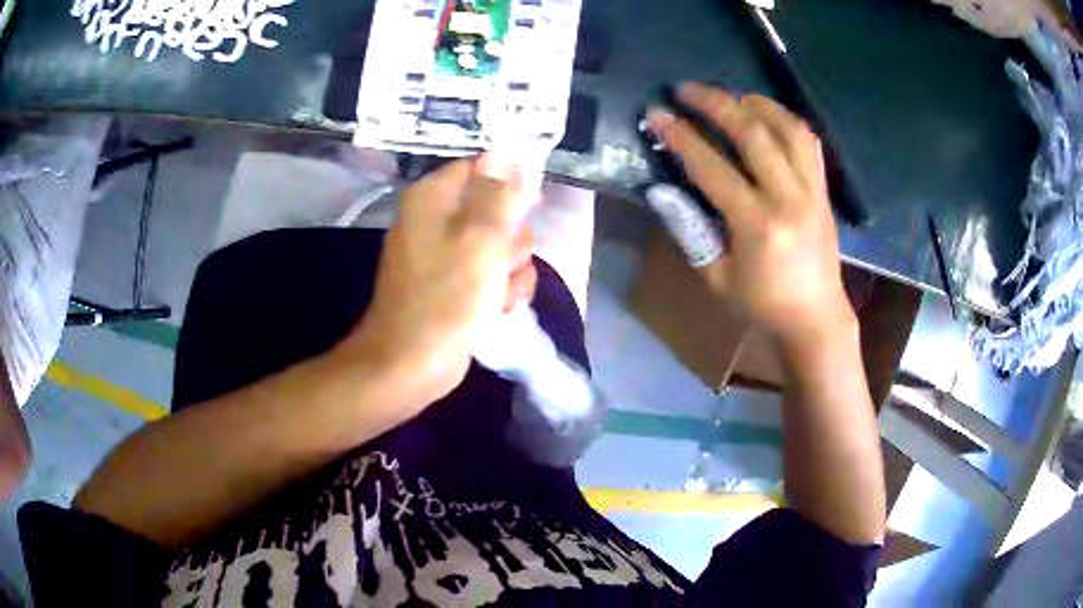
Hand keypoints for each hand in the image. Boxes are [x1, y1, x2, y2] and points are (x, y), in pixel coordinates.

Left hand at [342, 155, 535, 409]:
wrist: (411, 363)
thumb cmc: (446, 297)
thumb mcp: (482, 239)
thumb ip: (498, 194)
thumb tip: (503, 153)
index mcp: (433, 197)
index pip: (482, 168)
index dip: (510, 185)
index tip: (528, 209)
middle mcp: (436, 218)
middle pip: (497, 208)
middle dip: (512, 238)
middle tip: (501, 261)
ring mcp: (444, 253)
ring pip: (500, 245)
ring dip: (510, 269)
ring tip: (497, 295)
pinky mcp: (453, 283)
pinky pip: (490, 272)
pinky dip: (499, 290)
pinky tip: (497, 308)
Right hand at [647, 83, 854, 344]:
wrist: (816, 318)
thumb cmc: (763, 304)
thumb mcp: (717, 277)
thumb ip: (690, 229)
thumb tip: (663, 188)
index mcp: (758, 225)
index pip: (713, 167)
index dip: (681, 137)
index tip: (657, 114)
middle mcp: (788, 198)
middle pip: (753, 133)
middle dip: (715, 103)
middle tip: (687, 89)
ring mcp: (812, 190)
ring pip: (788, 128)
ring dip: (756, 104)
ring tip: (731, 98)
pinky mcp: (824, 190)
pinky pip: (809, 142)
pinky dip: (786, 120)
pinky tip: (767, 116)